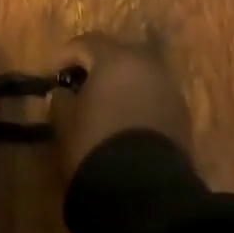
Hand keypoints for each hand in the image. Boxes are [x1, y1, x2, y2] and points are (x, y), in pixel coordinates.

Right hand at [47, 32, 191, 173]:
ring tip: (102, 108)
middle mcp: (147, 66)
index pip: (86, 42)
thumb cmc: (95, 146)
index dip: (65, 55)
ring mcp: (169, 90)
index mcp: (116, 60)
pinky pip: (153, 98)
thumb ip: (60, 100)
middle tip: (78, 87)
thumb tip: (62, 93)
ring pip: (139, 76)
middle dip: (97, 67)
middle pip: (117, 55)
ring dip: (120, 85)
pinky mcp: (182, 116)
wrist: (143, 190)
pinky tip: (123, 124)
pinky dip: (137, 103)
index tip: (52, 76)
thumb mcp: (65, 123)